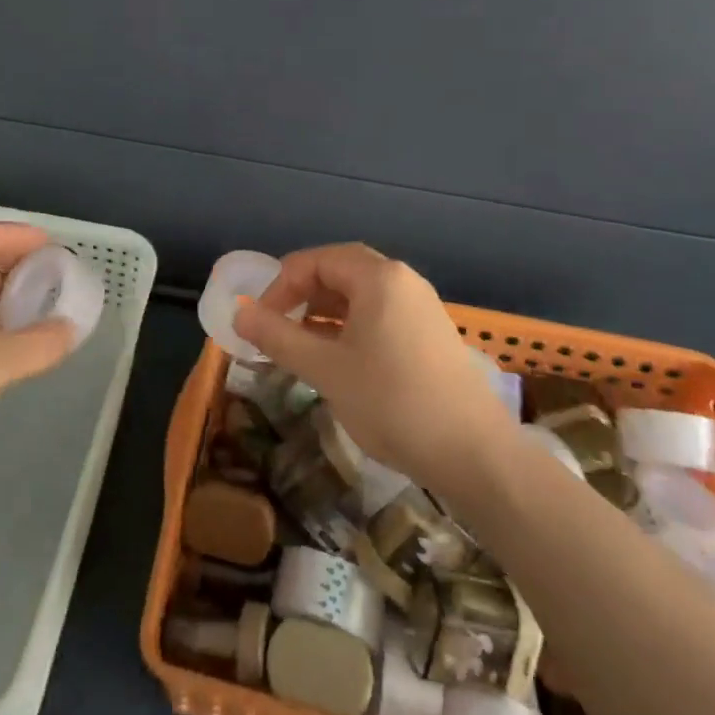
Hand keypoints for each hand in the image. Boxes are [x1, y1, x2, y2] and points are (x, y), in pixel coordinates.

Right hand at [233, 243, 514, 497]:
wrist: (474, 454)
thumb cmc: (392, 402)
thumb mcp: (326, 369)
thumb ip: (279, 337)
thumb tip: (240, 315)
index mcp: (378, 277)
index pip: (317, 260)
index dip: (281, 285)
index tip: (261, 320)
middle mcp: (402, 280)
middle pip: (340, 270)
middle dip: (303, 294)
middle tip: (278, 325)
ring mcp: (421, 307)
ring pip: (361, 294)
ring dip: (326, 312)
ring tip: (302, 344)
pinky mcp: (431, 334)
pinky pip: (380, 314)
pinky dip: (351, 326)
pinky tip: (340, 359)